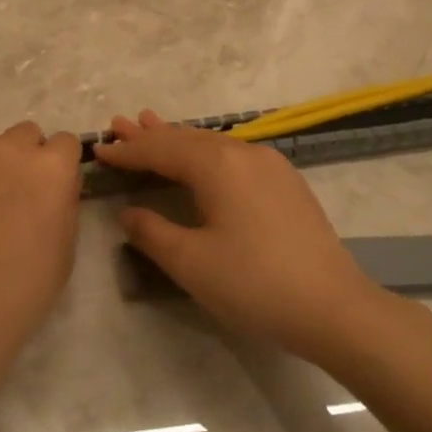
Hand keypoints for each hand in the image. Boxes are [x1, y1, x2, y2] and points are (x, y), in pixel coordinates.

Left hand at [0, 122, 83, 362]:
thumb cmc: (21, 293)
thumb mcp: (66, 250)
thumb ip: (64, 202)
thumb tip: (55, 185)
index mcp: (49, 168)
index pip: (64, 143)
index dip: (59, 166)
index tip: (50, 189)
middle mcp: (7, 150)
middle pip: (23, 134)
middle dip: (24, 158)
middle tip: (13, 196)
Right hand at [93, 110, 380, 359]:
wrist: (334, 307)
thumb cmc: (255, 284)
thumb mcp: (191, 263)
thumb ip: (152, 232)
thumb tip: (130, 212)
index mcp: (217, 165)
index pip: (160, 150)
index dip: (127, 151)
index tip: (98, 148)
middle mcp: (243, 152)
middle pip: (186, 138)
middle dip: (150, 134)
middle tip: (119, 124)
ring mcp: (269, 164)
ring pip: (212, 143)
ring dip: (178, 139)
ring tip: (150, 126)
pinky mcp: (285, 181)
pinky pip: (233, 155)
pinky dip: (205, 152)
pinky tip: (200, 157)